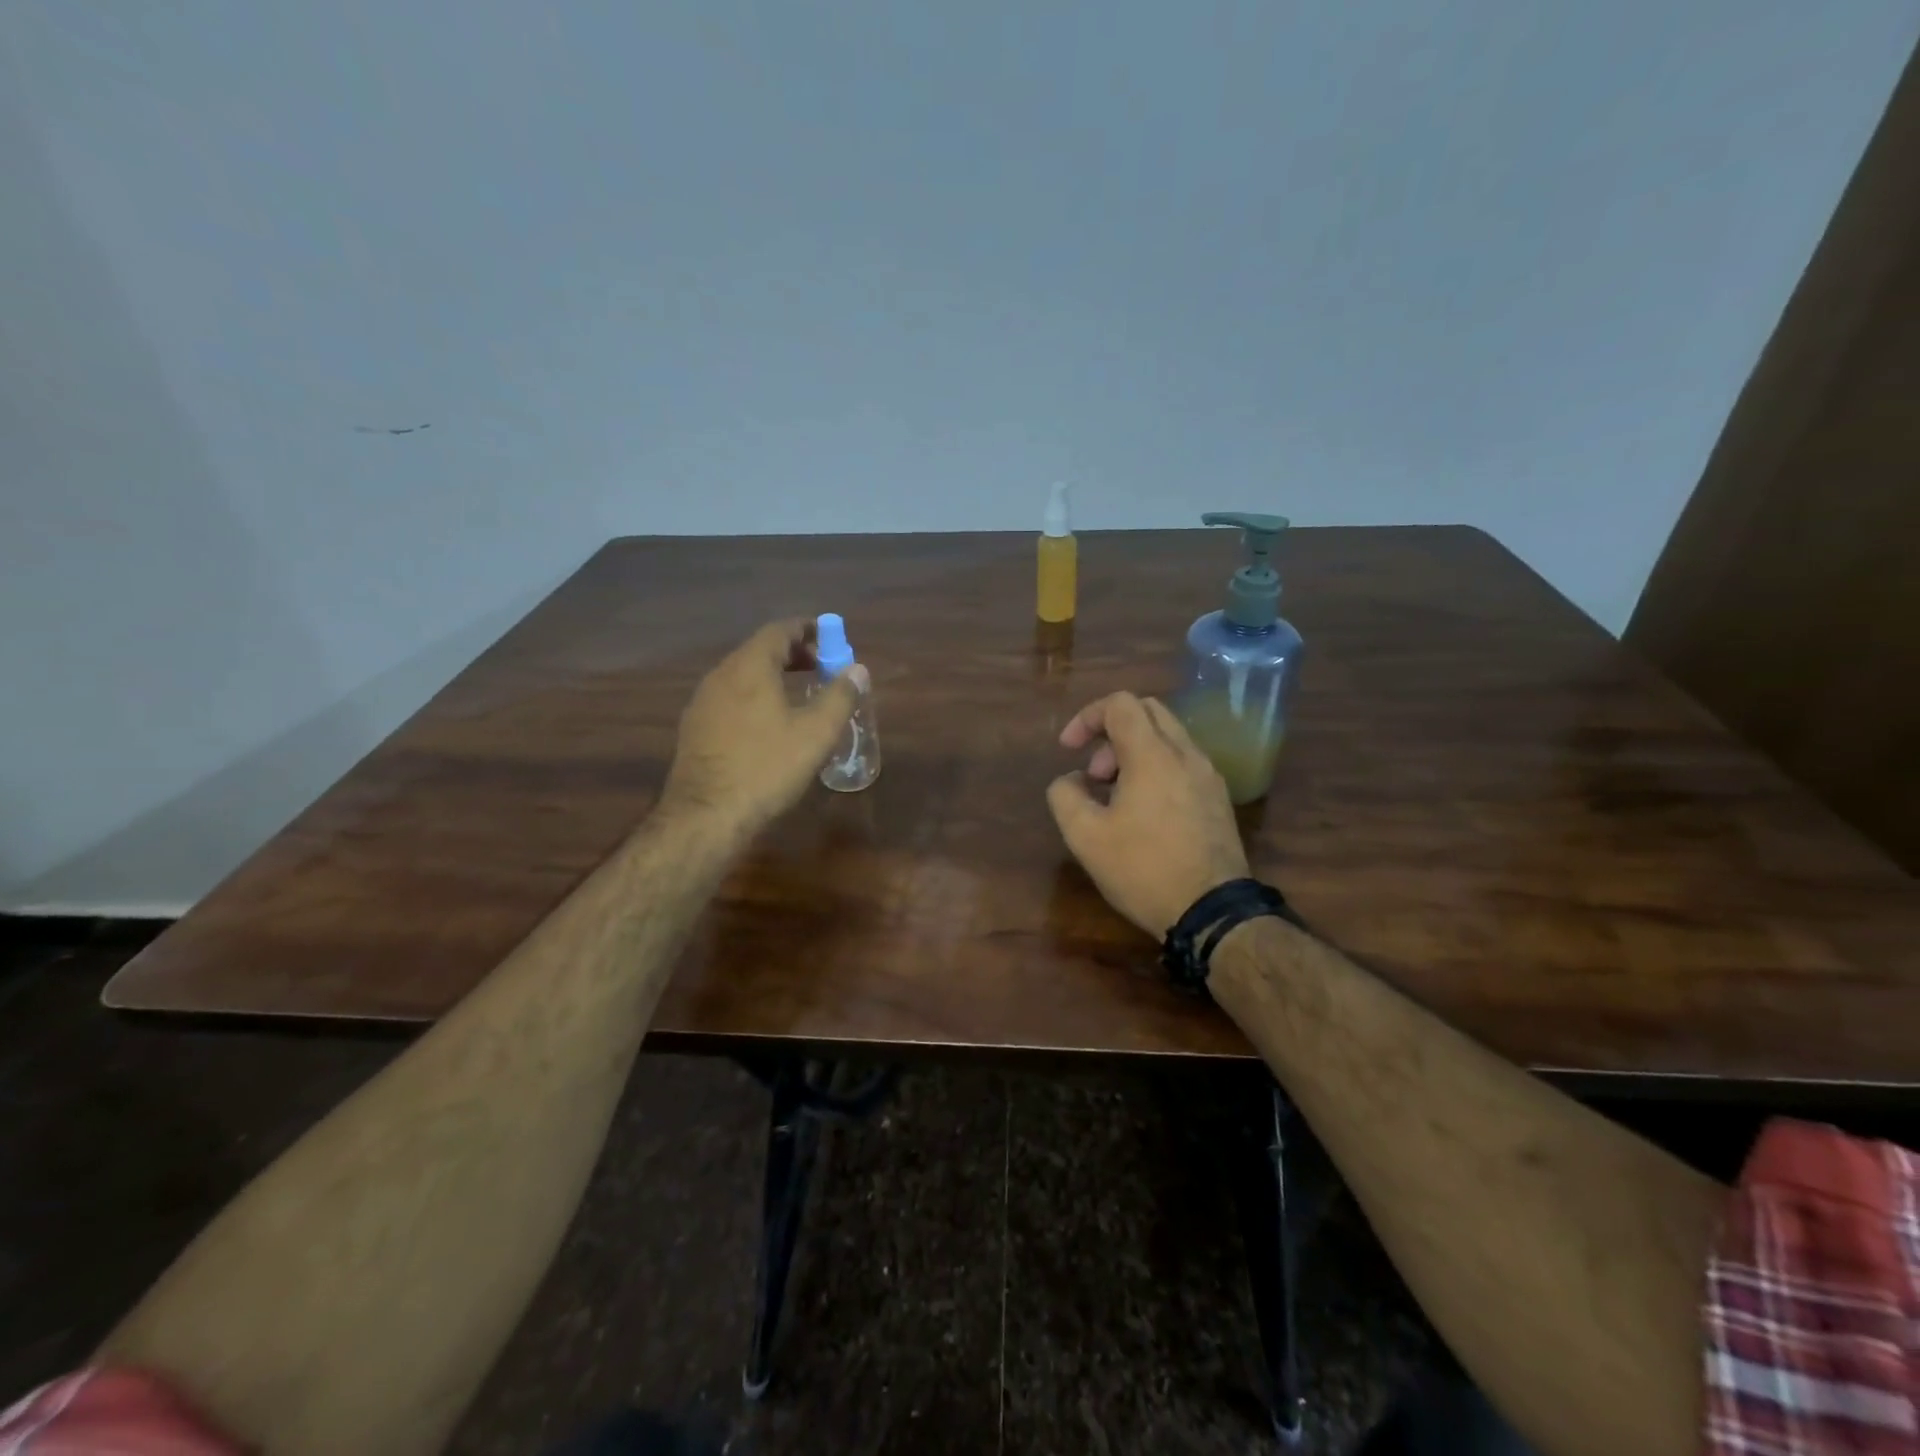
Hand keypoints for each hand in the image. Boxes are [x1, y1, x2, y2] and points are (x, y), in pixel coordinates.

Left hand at [661, 618, 868, 836]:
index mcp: (749, 667)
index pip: (779, 630)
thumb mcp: (815, 734)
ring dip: (773, 675)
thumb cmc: (767, 768)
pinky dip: (755, 695)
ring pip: (743, 674)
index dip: (807, 629)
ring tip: (799, 694)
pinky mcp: (695, 727)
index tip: (830, 636)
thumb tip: (858, 669)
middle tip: (821, 667)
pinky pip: (730, 696)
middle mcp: (721, 675)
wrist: (706, 815)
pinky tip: (768, 722)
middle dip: (793, 653)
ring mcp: (702, 701)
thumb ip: (840, 697)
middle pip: (759, 650)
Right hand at [1047, 692, 1248, 937]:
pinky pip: (1183, 763)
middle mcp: (1186, 754)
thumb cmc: (1143, 869)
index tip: (1069, 750)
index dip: (1086, 717)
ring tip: (1115, 799)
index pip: (1120, 704)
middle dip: (1111, 732)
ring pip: (1167, 737)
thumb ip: (1066, 795)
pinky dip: (1156, 769)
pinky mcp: (1219, 798)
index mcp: (1152, 755)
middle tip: (1095, 774)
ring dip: (1134, 753)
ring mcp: (1208, 775)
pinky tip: (1144, 813)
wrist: (1212, 912)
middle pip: (1147, 711)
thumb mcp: (1085, 837)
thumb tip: (1071, 780)